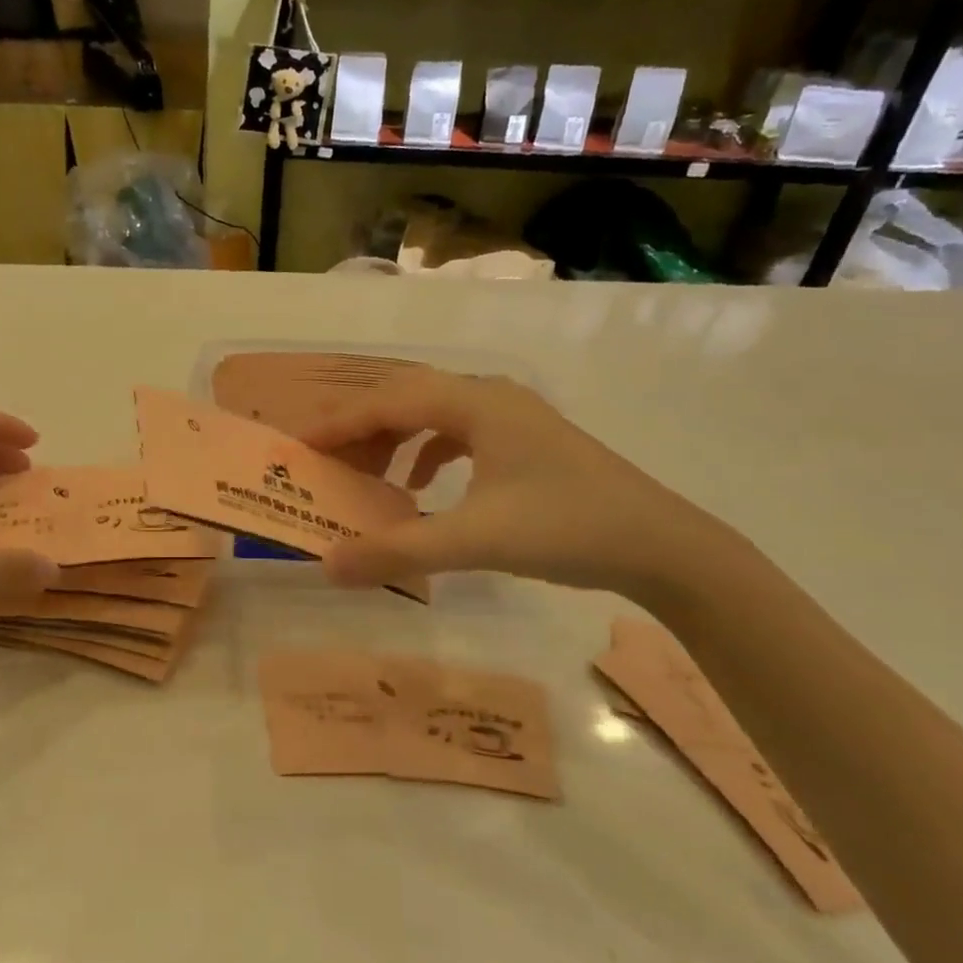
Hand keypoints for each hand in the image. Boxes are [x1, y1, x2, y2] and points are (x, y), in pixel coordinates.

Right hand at [302, 370, 710, 597]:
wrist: (664, 546)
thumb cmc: (568, 529)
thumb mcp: (475, 541)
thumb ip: (398, 551)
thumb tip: (328, 565)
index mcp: (476, 403)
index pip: (388, 401)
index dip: (338, 423)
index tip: (298, 447)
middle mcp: (490, 397)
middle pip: (406, 400)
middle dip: (361, 430)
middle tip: (325, 464)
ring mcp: (512, 418)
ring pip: (432, 416)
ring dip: (393, 441)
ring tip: (367, 477)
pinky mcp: (526, 442)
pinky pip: (458, 434)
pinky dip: (426, 454)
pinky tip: (419, 487)